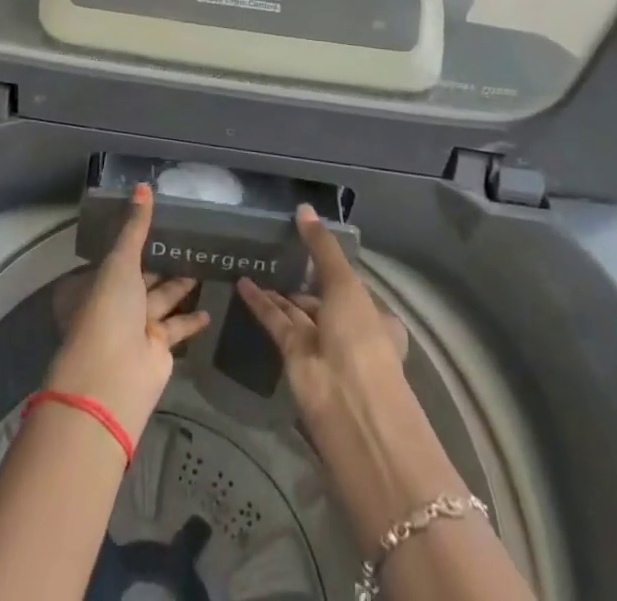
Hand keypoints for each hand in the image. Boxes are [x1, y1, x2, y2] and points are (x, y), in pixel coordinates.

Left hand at [45, 184, 210, 441]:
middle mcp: (116, 301)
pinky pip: (178, 326)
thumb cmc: (108, 310)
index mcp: (100, 279)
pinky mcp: (159, 348)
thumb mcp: (120, 261)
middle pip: (142, 275)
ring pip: (162, 298)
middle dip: (161, 260)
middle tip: (188, 237)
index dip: (135, 237)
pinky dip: (191, 319)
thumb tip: (143, 185)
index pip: (118, 253)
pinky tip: (209, 308)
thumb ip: (135, 227)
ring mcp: (137, 326)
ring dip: (180, 284)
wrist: (113, 377)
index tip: (159, 218)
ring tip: (202, 263)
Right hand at [235, 204, 406, 430]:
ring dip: (278, 289)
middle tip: (276, 249)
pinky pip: (276, 322)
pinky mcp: (294, 356)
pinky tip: (242, 282)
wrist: (349, 407)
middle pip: (323, 298)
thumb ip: (322, 247)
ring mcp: (321, 345)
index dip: (333, 266)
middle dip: (303, 279)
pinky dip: (260, 303)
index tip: (310, 243)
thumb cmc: (360, 339)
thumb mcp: (346, 284)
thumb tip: (303, 208)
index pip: (352, 286)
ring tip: (254, 260)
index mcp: (374, 315)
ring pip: (297, 310)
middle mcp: (349, 329)